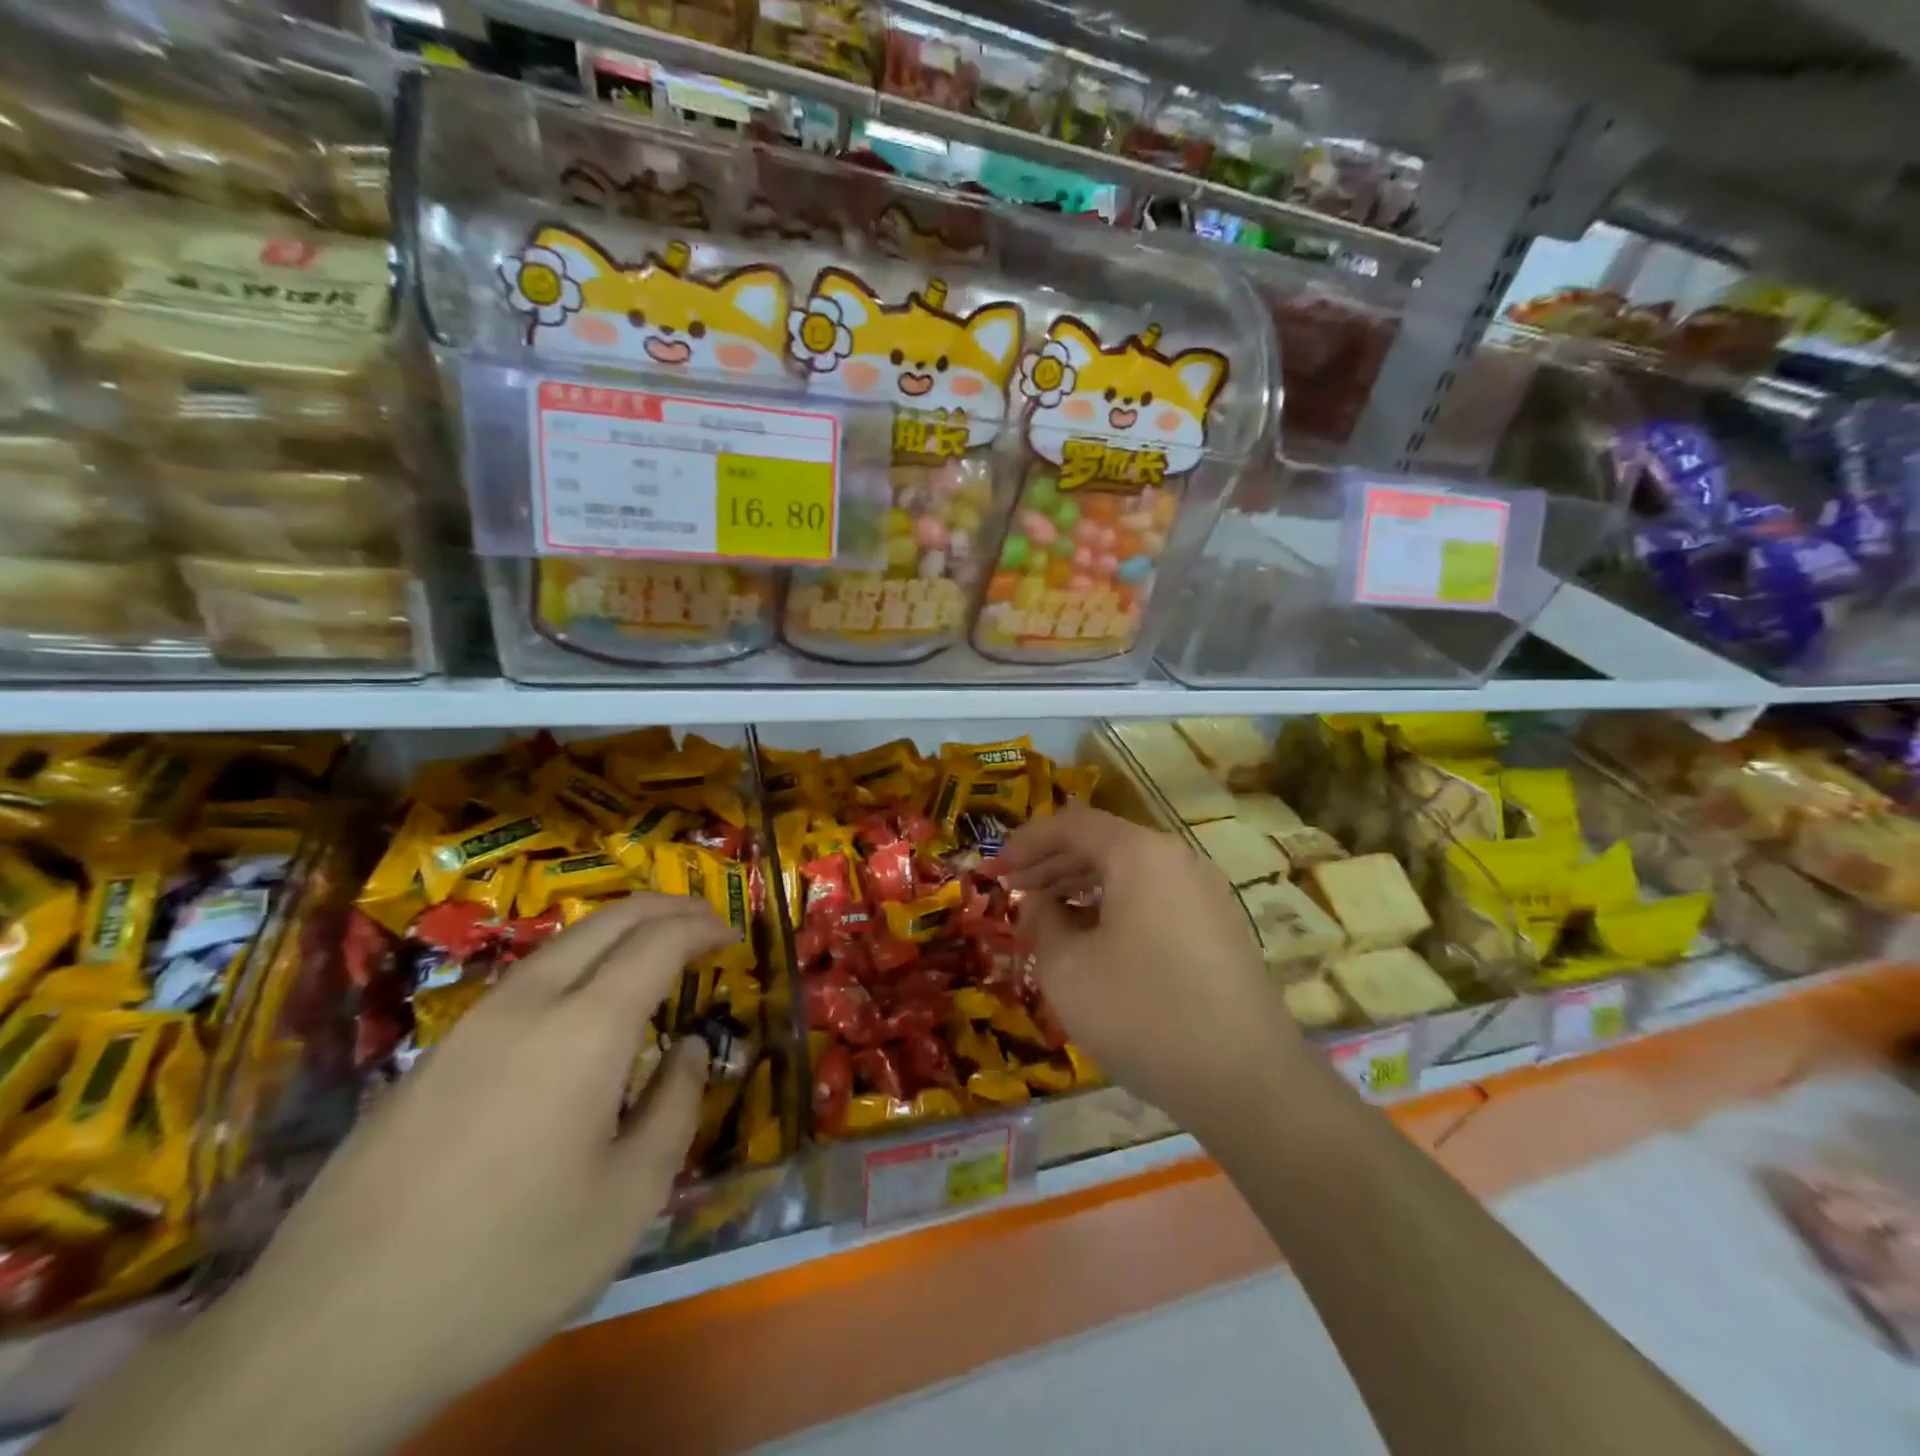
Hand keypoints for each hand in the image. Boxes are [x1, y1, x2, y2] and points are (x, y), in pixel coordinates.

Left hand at [47, 894, 735, 1455]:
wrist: (324, 1336)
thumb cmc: (507, 1265)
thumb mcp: (628, 1200)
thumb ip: (674, 1108)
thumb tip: (687, 1049)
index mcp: (585, 1031)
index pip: (659, 942)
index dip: (704, 927)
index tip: (734, 934)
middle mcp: (529, 1004)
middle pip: (608, 920)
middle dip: (665, 907)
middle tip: (704, 920)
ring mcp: (471, 1024)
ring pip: (560, 945)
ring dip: (618, 931)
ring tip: (653, 951)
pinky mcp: (433, 1055)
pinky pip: (523, 981)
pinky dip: (576, 964)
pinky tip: (581, 1008)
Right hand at [991, 806, 1301, 1122]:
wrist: (1247, 1080)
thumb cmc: (1142, 1012)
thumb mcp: (1067, 968)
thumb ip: (1041, 922)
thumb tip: (1038, 904)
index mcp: (1140, 853)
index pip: (1072, 824)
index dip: (1026, 842)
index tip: (996, 869)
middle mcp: (1177, 860)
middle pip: (1104, 844)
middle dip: (1052, 864)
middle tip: (1015, 892)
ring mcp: (1205, 894)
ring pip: (1131, 873)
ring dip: (1083, 888)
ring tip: (1048, 917)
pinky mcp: (1220, 929)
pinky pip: (1155, 899)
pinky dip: (1116, 908)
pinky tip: (1096, 943)